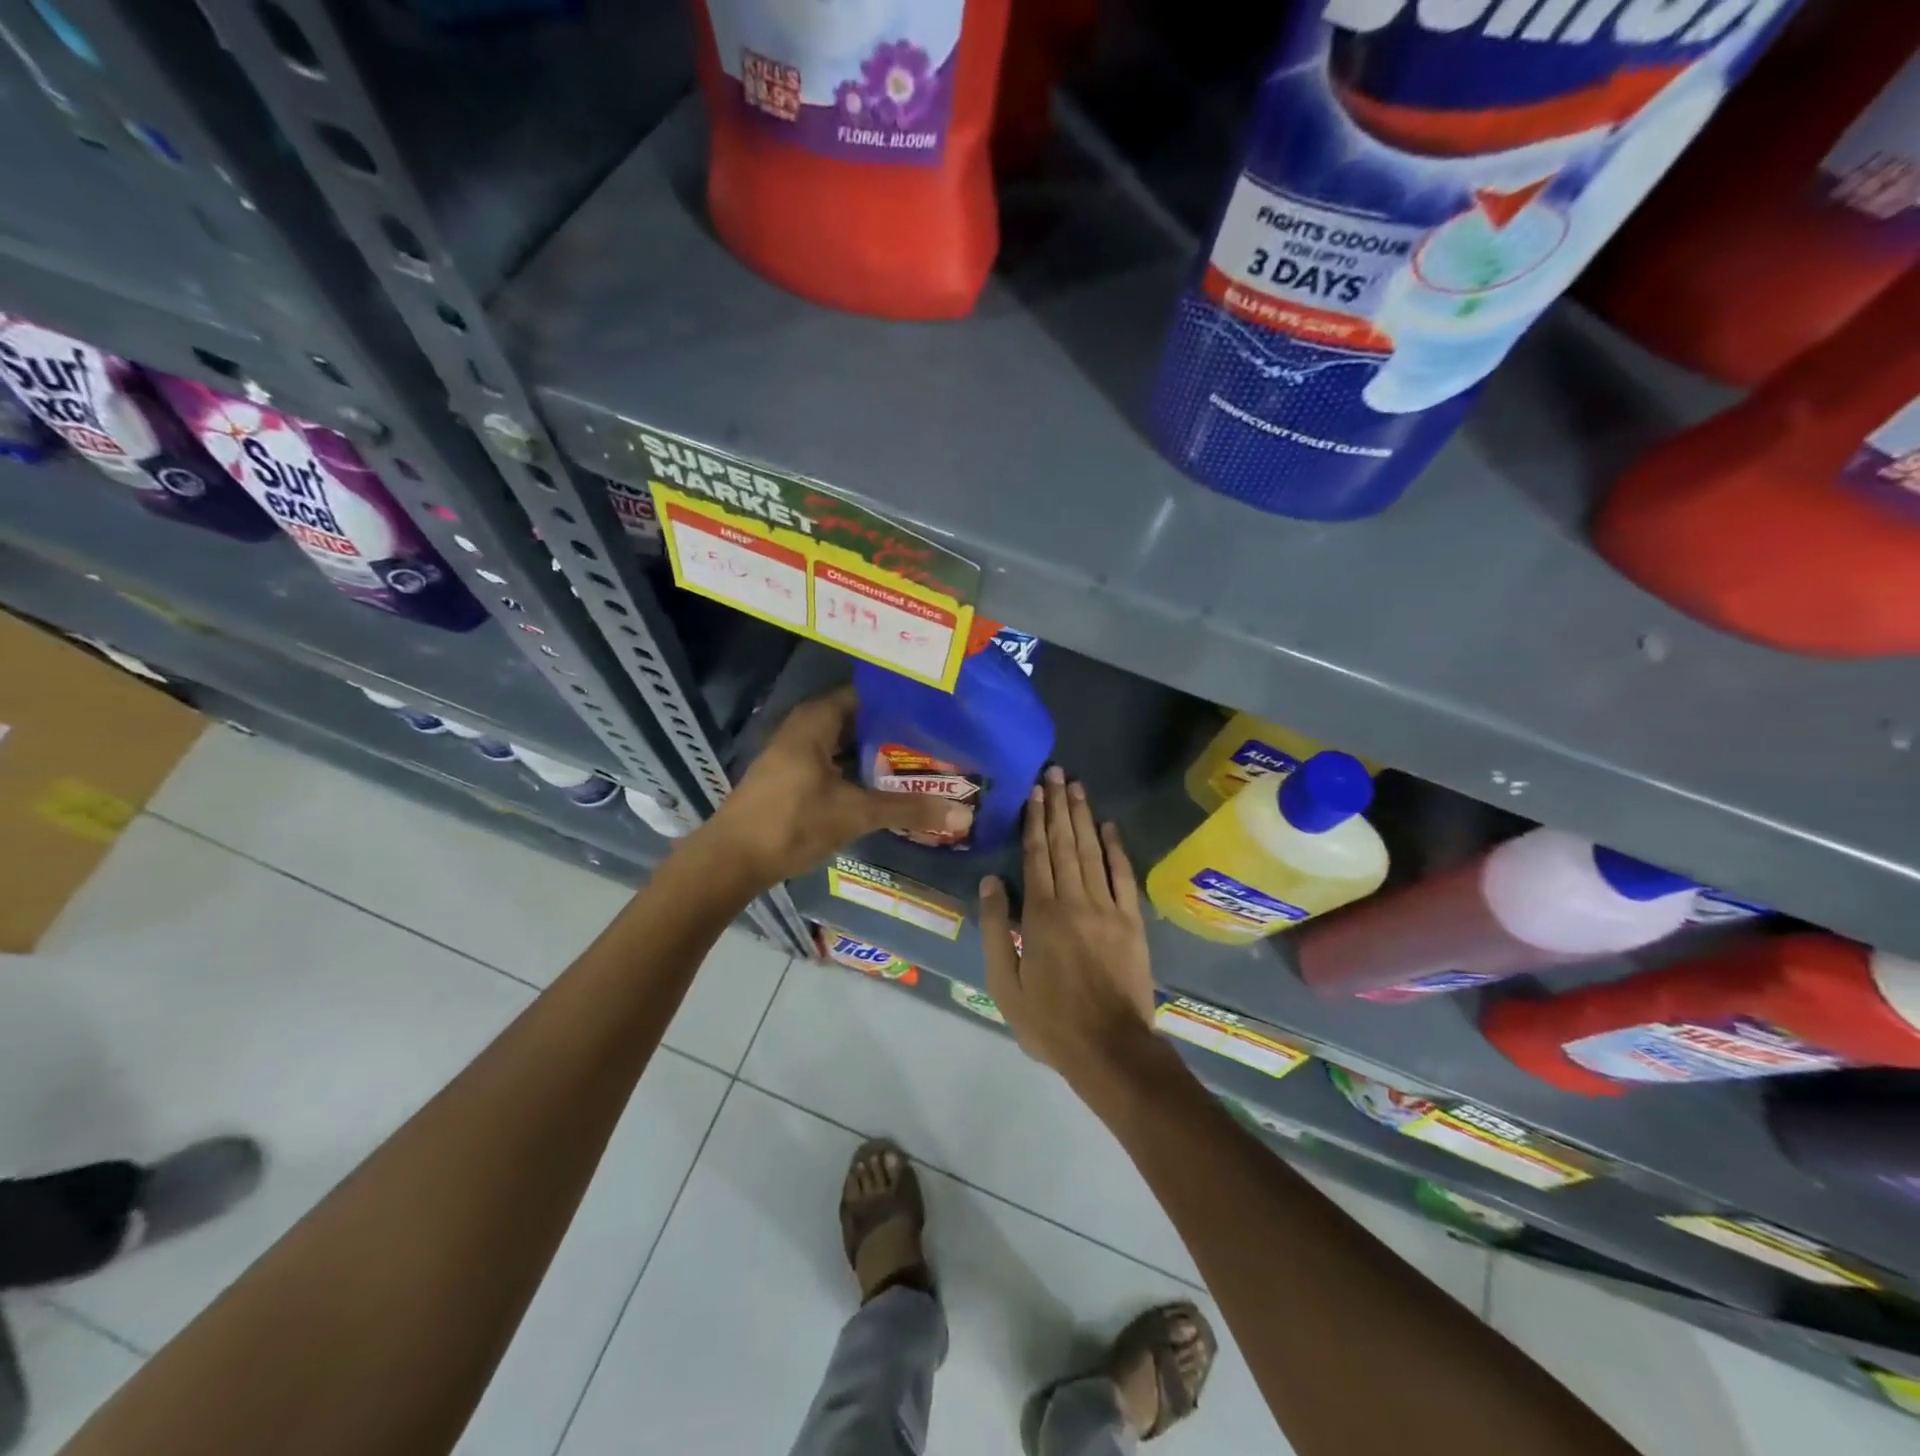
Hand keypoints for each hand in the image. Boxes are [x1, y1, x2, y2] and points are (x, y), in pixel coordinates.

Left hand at [699, 685, 970, 888]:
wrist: (731, 860)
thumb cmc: (792, 823)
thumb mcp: (855, 814)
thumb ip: (908, 810)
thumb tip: (964, 815)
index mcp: (817, 720)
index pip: (867, 694)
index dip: (900, 701)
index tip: (937, 710)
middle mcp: (805, 727)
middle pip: (859, 719)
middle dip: (895, 730)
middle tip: (939, 738)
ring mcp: (796, 753)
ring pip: (847, 744)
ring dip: (878, 753)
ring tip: (922, 760)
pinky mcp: (793, 777)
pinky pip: (835, 762)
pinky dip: (860, 769)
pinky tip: (887, 784)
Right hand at [979, 766, 1156, 1087]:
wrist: (1111, 1048)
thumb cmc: (1049, 1021)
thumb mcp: (1004, 983)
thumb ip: (998, 929)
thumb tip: (990, 882)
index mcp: (1041, 914)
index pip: (1036, 855)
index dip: (1034, 820)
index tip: (1034, 790)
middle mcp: (1075, 900)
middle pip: (1065, 843)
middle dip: (1058, 806)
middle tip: (1055, 773)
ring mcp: (1108, 908)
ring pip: (1092, 851)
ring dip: (1083, 817)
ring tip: (1076, 786)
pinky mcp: (1132, 921)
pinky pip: (1123, 876)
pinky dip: (1116, 849)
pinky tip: (1109, 827)